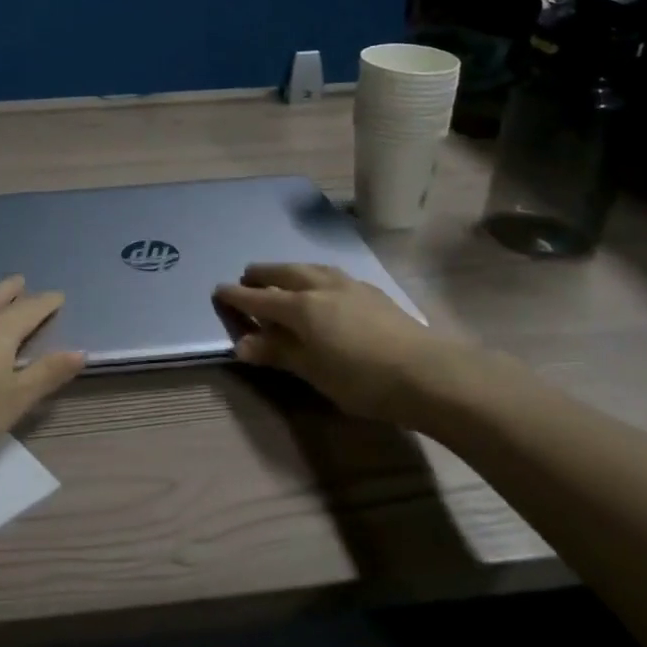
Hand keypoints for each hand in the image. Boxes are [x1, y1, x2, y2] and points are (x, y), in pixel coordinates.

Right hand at [215, 263, 481, 427]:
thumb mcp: (313, 372)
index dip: (237, 296)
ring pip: (311, 268)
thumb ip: (278, 353)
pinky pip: (332, 274)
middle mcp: (321, 286)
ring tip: (283, 276)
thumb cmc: (362, 379)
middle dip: (263, 274)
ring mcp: (350, 285)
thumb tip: (242, 344)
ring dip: (290, 270)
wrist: (428, 373)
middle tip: (248, 276)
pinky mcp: (372, 292)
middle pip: (284, 273)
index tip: (219, 290)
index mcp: (301, 306)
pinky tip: (325, 286)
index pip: (259, 299)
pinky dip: (316, 275)